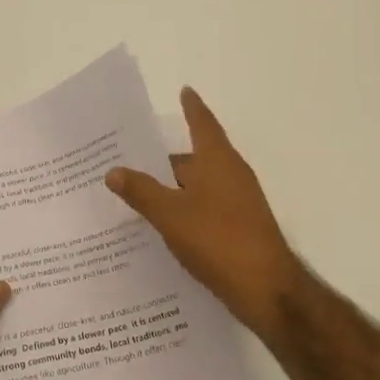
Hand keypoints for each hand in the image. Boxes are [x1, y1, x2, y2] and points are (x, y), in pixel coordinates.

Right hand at [105, 87, 308, 338]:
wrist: (266, 289)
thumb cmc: (217, 239)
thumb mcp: (170, 215)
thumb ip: (141, 192)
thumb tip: (113, 170)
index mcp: (218, 160)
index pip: (202, 123)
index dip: (192, 107)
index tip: (184, 90)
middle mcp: (232, 174)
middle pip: (195, 159)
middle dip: (165, 161)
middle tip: (131, 162)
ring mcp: (239, 202)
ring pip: (199, 186)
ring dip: (174, 189)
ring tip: (140, 195)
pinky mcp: (241, 227)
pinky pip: (206, 207)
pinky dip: (186, 209)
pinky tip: (165, 227)